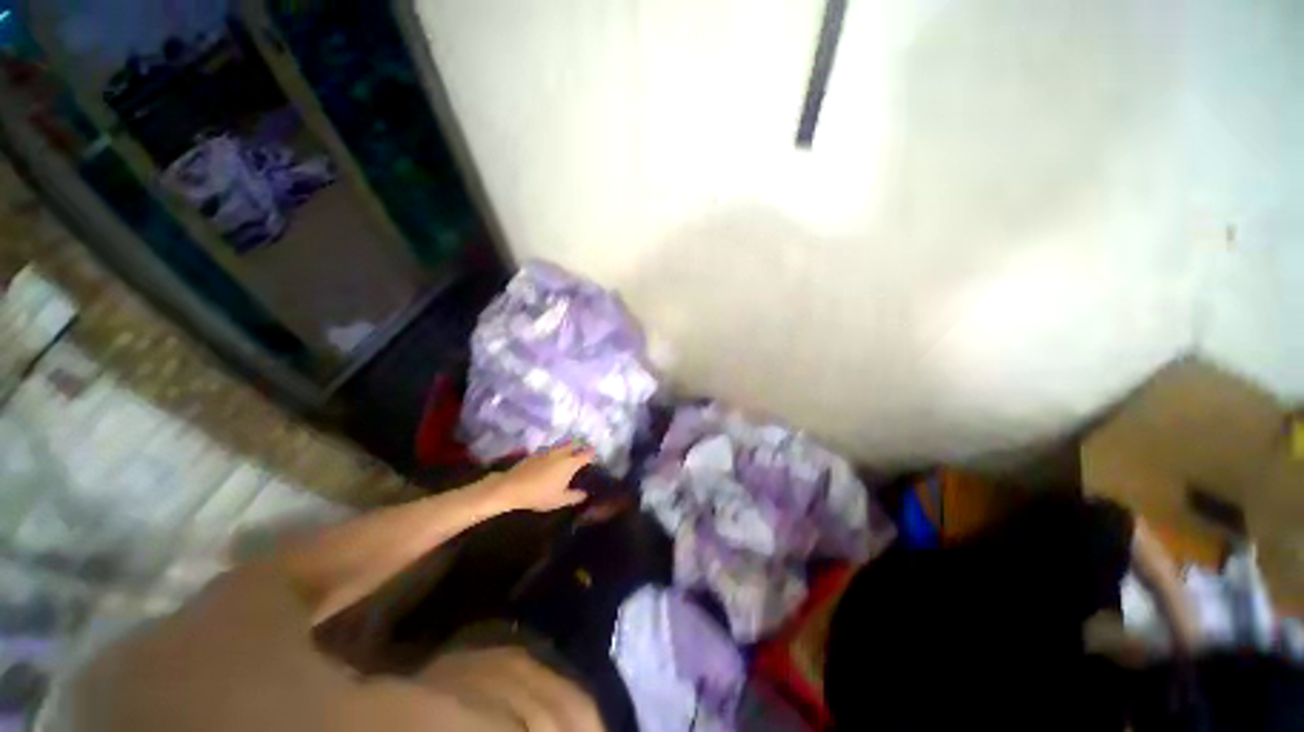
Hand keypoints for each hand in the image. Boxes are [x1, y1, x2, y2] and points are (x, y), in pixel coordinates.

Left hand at [478, 444, 594, 512]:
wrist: (512, 487)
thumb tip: (585, 494)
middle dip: (580, 447)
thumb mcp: (560, 499)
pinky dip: (555, 452)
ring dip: (568, 448)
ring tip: (568, 455)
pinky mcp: (537, 452)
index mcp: (570, 462)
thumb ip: (574, 496)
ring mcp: (548, 451)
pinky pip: (551, 449)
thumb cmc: (540, 494)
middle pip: (575, 444)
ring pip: (562, 445)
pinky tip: (551, 459)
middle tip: (583, 454)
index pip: (587, 453)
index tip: (594, 457)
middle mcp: (562, 453)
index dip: (592, 454)